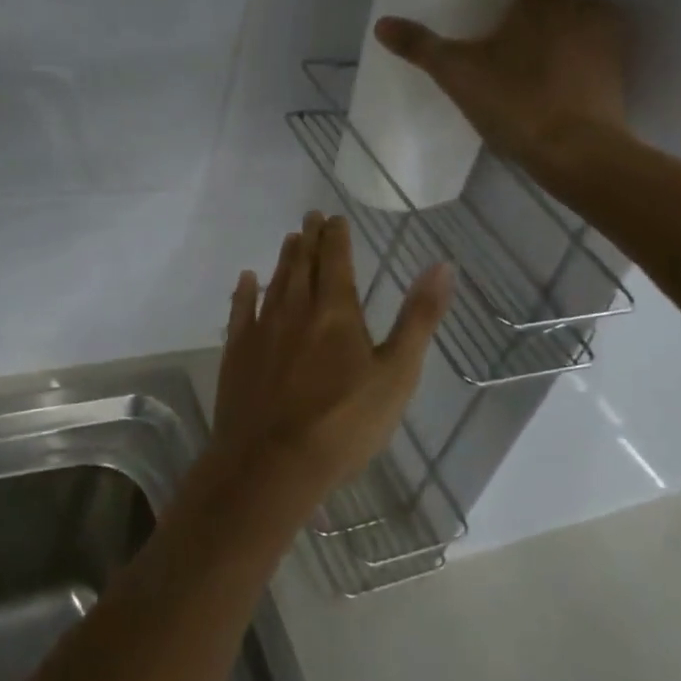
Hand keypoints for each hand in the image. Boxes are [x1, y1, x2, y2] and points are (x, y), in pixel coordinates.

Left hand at [211, 212, 452, 497]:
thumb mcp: (397, 374)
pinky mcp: (237, 352)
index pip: (336, 260)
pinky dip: (245, 291)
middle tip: (310, 217)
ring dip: (285, 259)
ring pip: (275, 282)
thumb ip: (418, 318)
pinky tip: (247, 279)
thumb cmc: (344, 423)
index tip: (334, 218)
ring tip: (290, 239)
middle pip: (302, 264)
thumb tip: (443, 265)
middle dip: (309, 238)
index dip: (336, 236)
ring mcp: (263, 329)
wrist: (272, 463)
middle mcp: (296, 309)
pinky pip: (241, 310)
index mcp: (336, 311)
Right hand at [374, 0, 629, 164]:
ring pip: (579, 23)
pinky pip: (592, 55)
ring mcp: (608, 42)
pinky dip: (572, 64)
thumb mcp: (457, 73)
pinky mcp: (618, 75)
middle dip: (535, 4)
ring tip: (525, 65)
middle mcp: (587, 8)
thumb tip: (382, 24)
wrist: (578, 153)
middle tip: (505, 32)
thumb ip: (420, 46)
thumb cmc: (517, 100)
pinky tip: (547, 91)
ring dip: (557, 34)